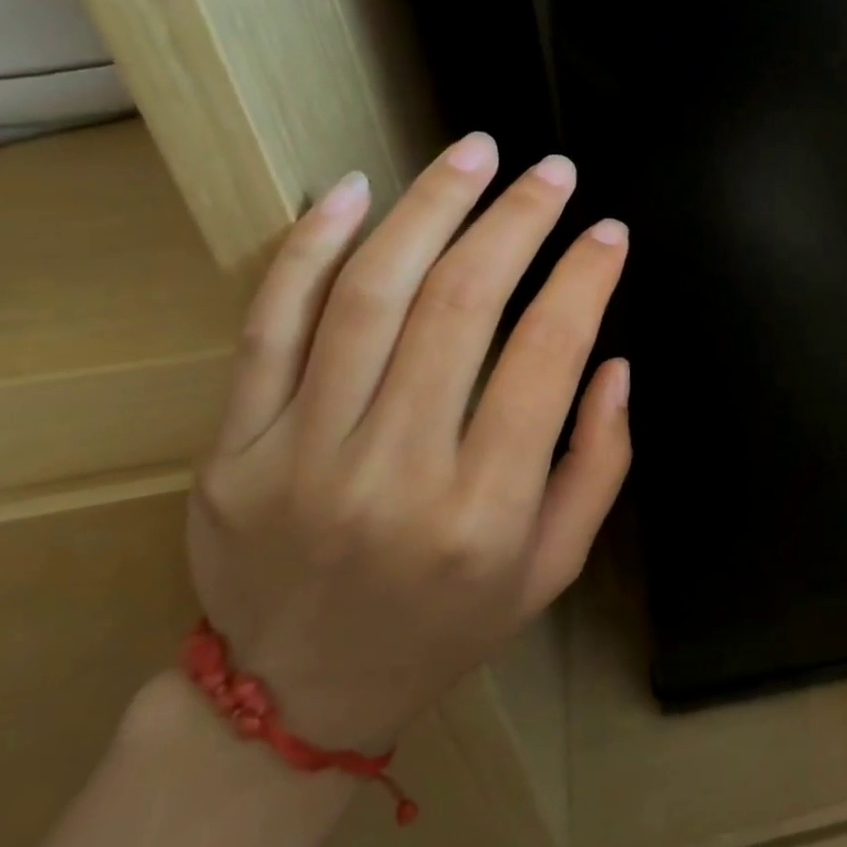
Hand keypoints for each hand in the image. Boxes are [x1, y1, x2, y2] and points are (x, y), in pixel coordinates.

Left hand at [185, 135, 631, 751]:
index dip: (584, 279)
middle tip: (553, 171)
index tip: (609, 232)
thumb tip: (612, 363)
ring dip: (430, 207)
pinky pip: (270, 323)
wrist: (297, 694)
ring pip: (370, 294)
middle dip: (517, 220)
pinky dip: (310, 245)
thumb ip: (600, 463)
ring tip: (474, 152)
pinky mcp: (235, 444)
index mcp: (483, 511)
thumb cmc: (449, 623)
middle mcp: (394, 473)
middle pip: (460, 306)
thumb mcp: (556, 563)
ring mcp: (301, 454)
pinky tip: (353, 189)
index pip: (545, 358)